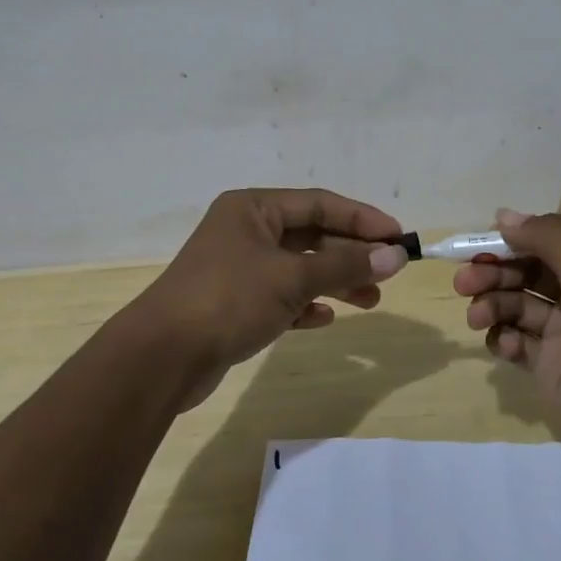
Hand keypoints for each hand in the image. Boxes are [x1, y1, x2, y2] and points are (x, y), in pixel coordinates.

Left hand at [126, 188, 409, 409]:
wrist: (161, 357)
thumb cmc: (228, 299)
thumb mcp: (292, 278)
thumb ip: (345, 264)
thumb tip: (395, 255)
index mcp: (253, 208)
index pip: (320, 203)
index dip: (362, 219)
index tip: (398, 237)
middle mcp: (245, 230)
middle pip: (311, 235)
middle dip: (351, 254)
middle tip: (389, 274)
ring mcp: (238, 267)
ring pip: (298, 268)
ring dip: (334, 281)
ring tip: (371, 301)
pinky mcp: (233, 303)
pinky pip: (280, 296)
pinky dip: (304, 304)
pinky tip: (324, 318)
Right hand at [455, 209, 560, 479]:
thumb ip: (549, 240)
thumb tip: (503, 215)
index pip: (550, 239)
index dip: (515, 239)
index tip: (482, 243)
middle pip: (527, 270)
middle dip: (494, 273)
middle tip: (464, 282)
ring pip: (516, 304)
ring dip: (492, 305)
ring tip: (477, 318)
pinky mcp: (551, 364)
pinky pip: (517, 340)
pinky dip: (504, 339)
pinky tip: (504, 346)